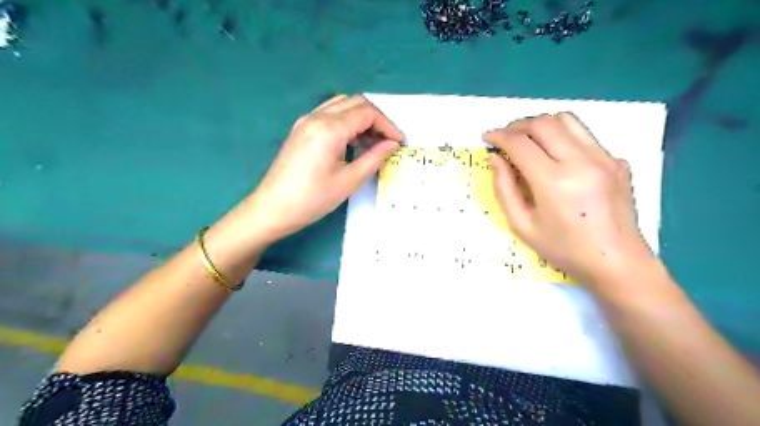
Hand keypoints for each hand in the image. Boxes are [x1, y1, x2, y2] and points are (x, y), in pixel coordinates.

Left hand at [241, 93, 402, 243]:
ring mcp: (306, 121)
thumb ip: (374, 157)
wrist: (273, 208)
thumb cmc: (313, 199)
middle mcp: (317, 116)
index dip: (388, 125)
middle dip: (376, 119)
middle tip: (388, 141)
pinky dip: (346, 121)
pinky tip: (351, 142)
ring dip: (361, 118)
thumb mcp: (350, 180)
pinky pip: (328, 114)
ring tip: (372, 142)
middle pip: (355, 103)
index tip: (399, 142)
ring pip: (341, 105)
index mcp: (330, 128)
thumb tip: (392, 144)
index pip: (367, 113)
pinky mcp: (300, 129)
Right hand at [486, 114, 653, 285]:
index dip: (499, 136)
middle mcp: (581, 161)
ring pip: (567, 120)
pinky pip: (585, 136)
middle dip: (517, 125)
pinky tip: (556, 157)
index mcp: (554, 181)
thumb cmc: (563, 249)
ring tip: (527, 139)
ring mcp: (604, 158)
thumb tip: (495, 158)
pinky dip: (562, 137)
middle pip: (543, 123)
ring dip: (541, 124)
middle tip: (504, 138)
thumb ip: (504, 189)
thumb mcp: (522, 225)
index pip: (520, 143)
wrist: (616, 262)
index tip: (487, 138)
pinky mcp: (617, 160)